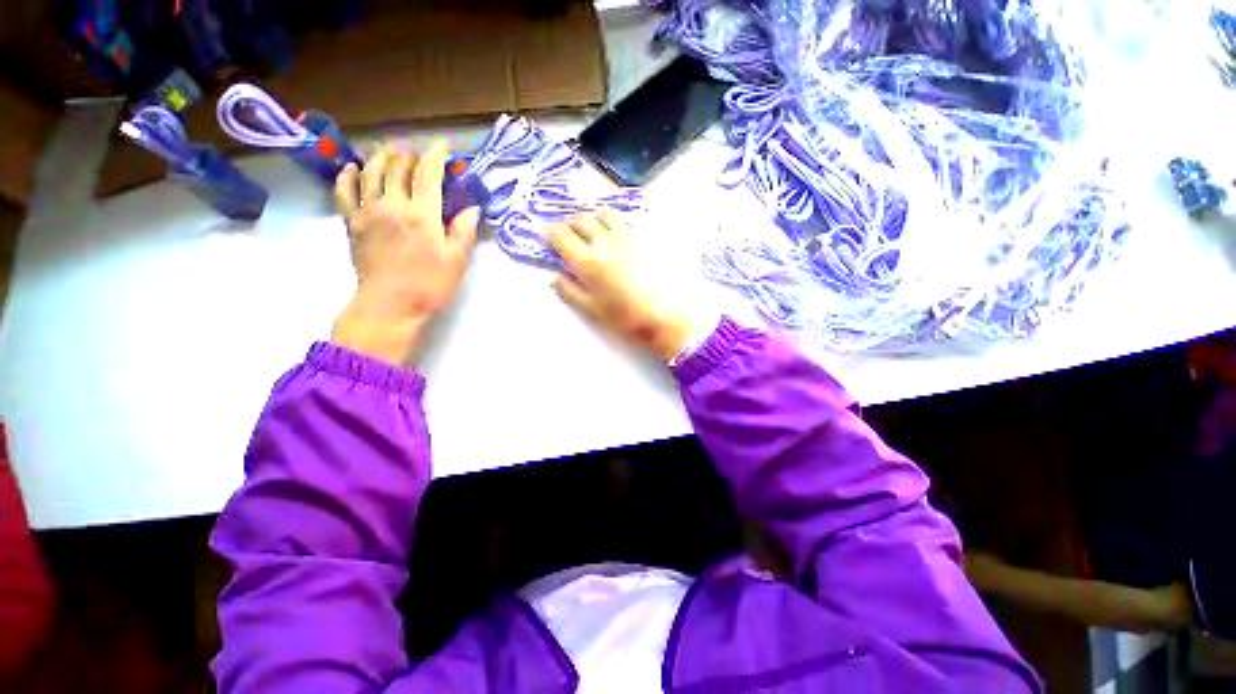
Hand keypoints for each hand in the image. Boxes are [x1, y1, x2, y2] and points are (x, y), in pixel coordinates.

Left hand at [331, 141, 479, 364]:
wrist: (391, 305)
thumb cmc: (430, 284)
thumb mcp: (457, 260)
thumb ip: (464, 230)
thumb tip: (472, 208)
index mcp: (421, 214)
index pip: (427, 173)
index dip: (436, 155)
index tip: (443, 146)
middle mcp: (392, 204)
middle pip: (398, 167)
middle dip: (411, 154)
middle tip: (420, 155)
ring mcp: (368, 211)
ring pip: (370, 171)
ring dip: (382, 157)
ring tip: (390, 152)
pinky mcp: (352, 222)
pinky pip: (343, 190)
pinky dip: (348, 175)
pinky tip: (353, 168)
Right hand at [549, 212, 694, 362]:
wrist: (675, 314)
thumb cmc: (631, 319)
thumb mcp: (595, 312)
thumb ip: (571, 292)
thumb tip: (555, 277)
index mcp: (588, 261)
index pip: (561, 235)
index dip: (552, 234)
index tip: (552, 238)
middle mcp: (606, 240)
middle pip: (581, 218)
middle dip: (572, 224)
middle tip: (574, 235)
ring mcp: (630, 234)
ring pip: (606, 213)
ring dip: (596, 218)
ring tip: (599, 231)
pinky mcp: (651, 234)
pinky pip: (630, 218)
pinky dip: (620, 222)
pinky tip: (625, 234)